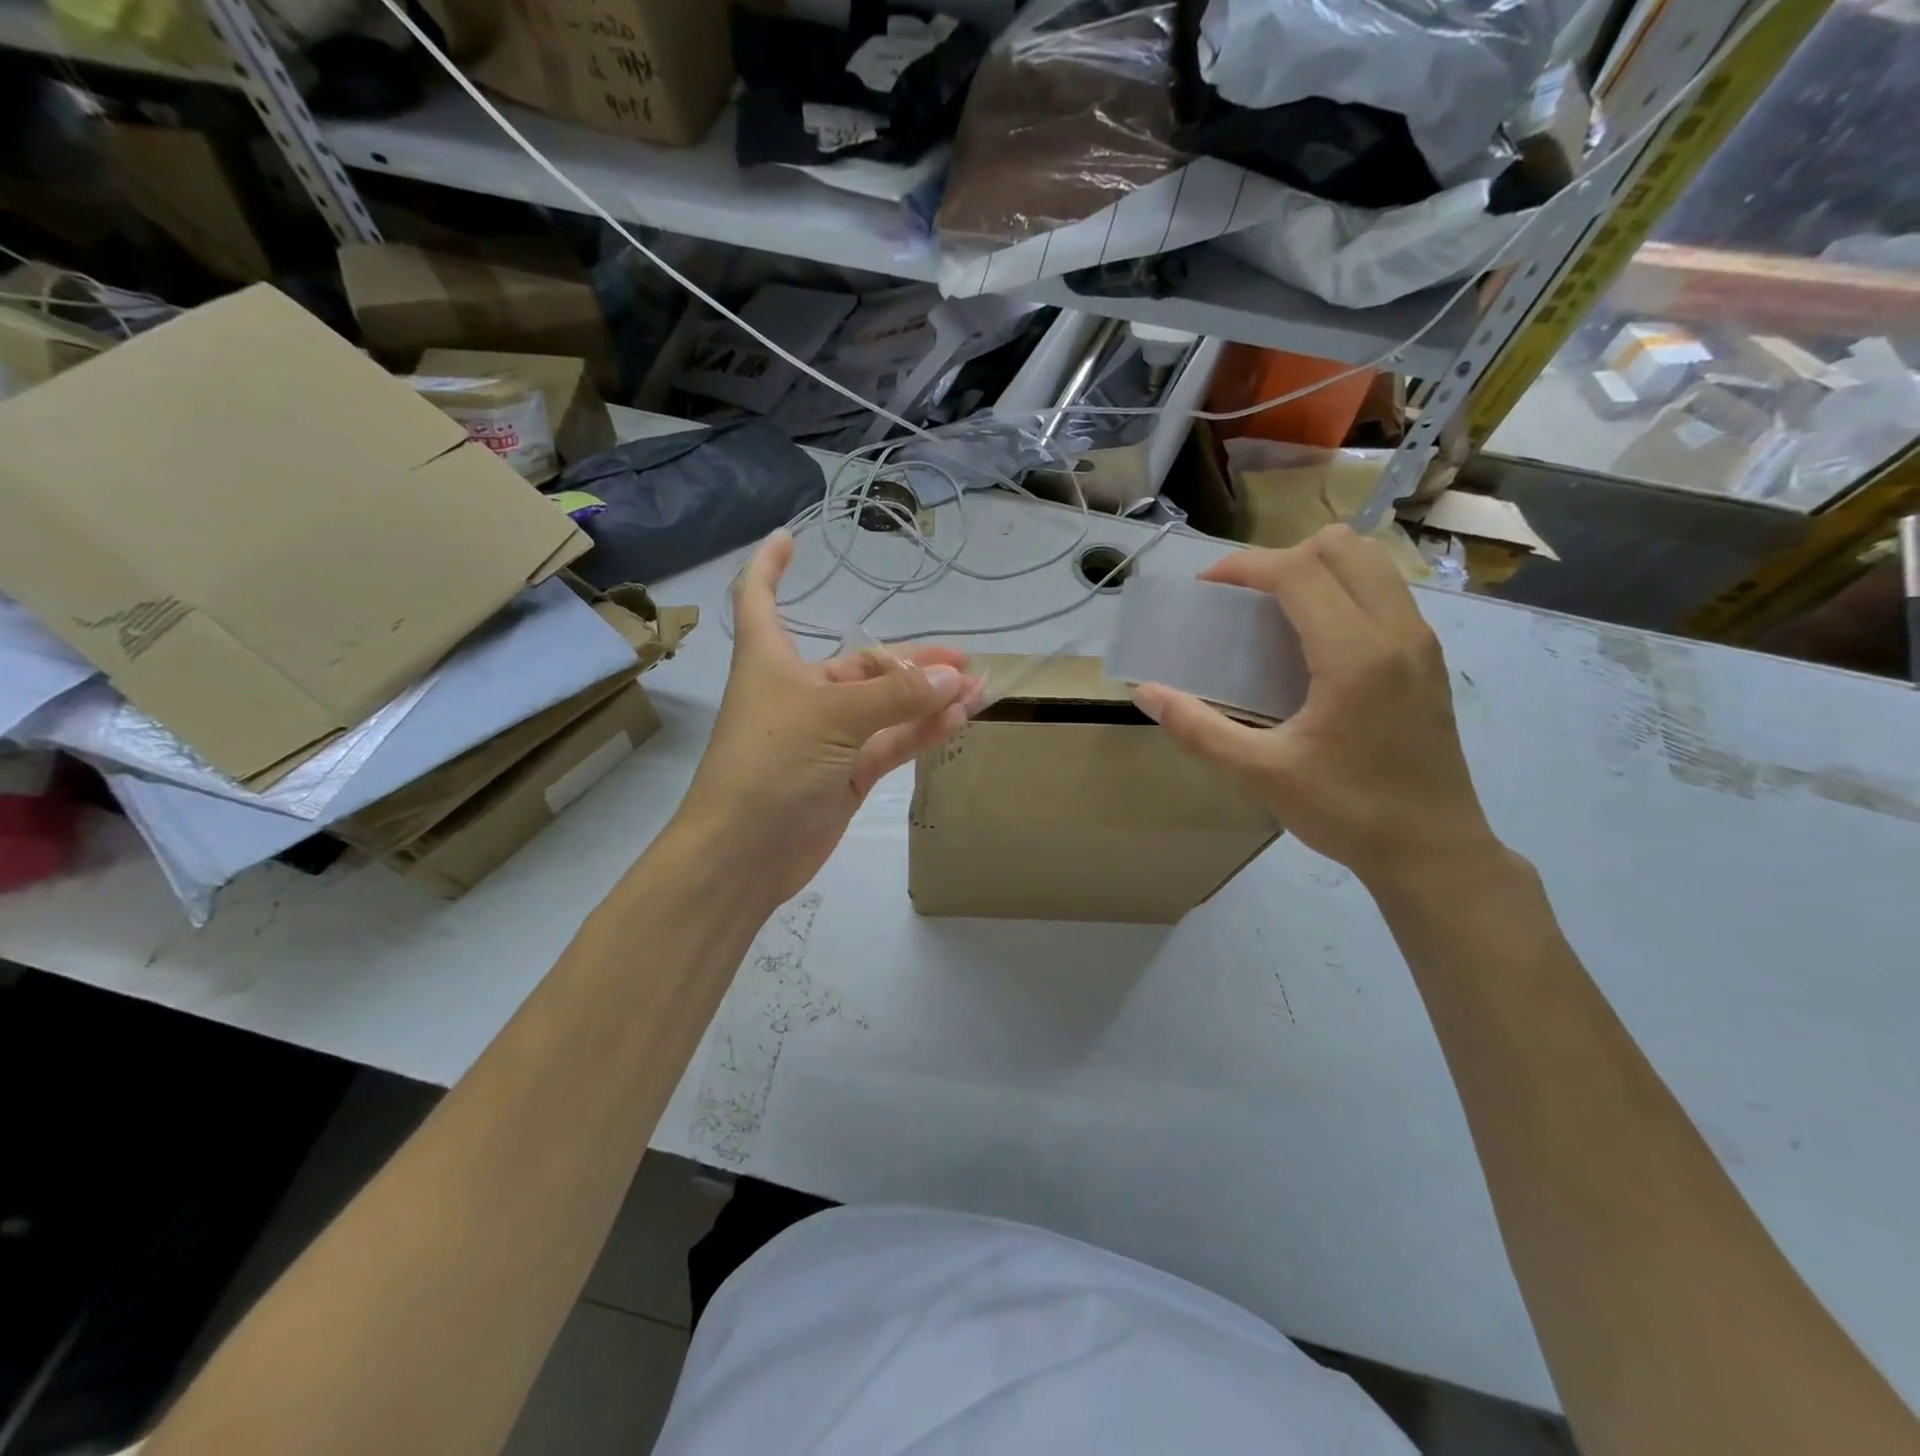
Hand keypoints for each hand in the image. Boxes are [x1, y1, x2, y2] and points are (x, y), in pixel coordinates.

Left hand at [675, 532, 979, 906]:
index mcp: (772, 661)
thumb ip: (894, 697)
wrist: (744, 854)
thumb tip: (951, 678)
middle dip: (909, 660)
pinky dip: (924, 729)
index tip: (790, 537)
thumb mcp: (832, 718)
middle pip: (860, 662)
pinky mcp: (847, 773)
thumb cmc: (770, 765)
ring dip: (927, 696)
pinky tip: (960, 715)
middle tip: (961, 660)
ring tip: (976, 685)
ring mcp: (828, 736)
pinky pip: (892, 741)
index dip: (771, 566)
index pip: (761, 598)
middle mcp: (801, 692)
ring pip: (885, 705)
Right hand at [1132, 525, 1500, 889]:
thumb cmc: (1346, 812)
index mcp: (1355, 654)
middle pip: (1341, 546)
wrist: (1432, 851)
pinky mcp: (1428, 658)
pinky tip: (1312, 637)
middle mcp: (1396, 631)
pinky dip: (1343, 587)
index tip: (1206, 585)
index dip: (1245, 565)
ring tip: (1275, 608)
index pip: (1299, 571)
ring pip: (1370, 561)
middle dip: (1281, 557)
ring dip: (1316, 566)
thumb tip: (1147, 694)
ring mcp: (1421, 641)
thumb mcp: (1260, 773)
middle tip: (1242, 598)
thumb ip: (1198, 729)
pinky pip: (1384, 589)